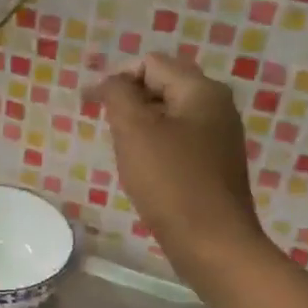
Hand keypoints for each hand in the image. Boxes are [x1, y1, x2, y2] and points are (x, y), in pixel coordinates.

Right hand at [88, 54, 266, 288]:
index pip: (150, 63)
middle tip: (105, 129)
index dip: (116, 77)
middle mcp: (217, 106)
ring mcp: (219, 138)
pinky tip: (143, 172)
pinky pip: (179, 142)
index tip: (89, 105)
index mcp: (201, 90)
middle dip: (128, 101)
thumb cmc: (170, 183)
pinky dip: (155, 147)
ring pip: (169, 116)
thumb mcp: (135, 131)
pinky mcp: (214, 166)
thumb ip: (118, 95)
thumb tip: (108, 80)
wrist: (212, 243)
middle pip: (162, 86)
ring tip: (121, 151)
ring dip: (140, 126)